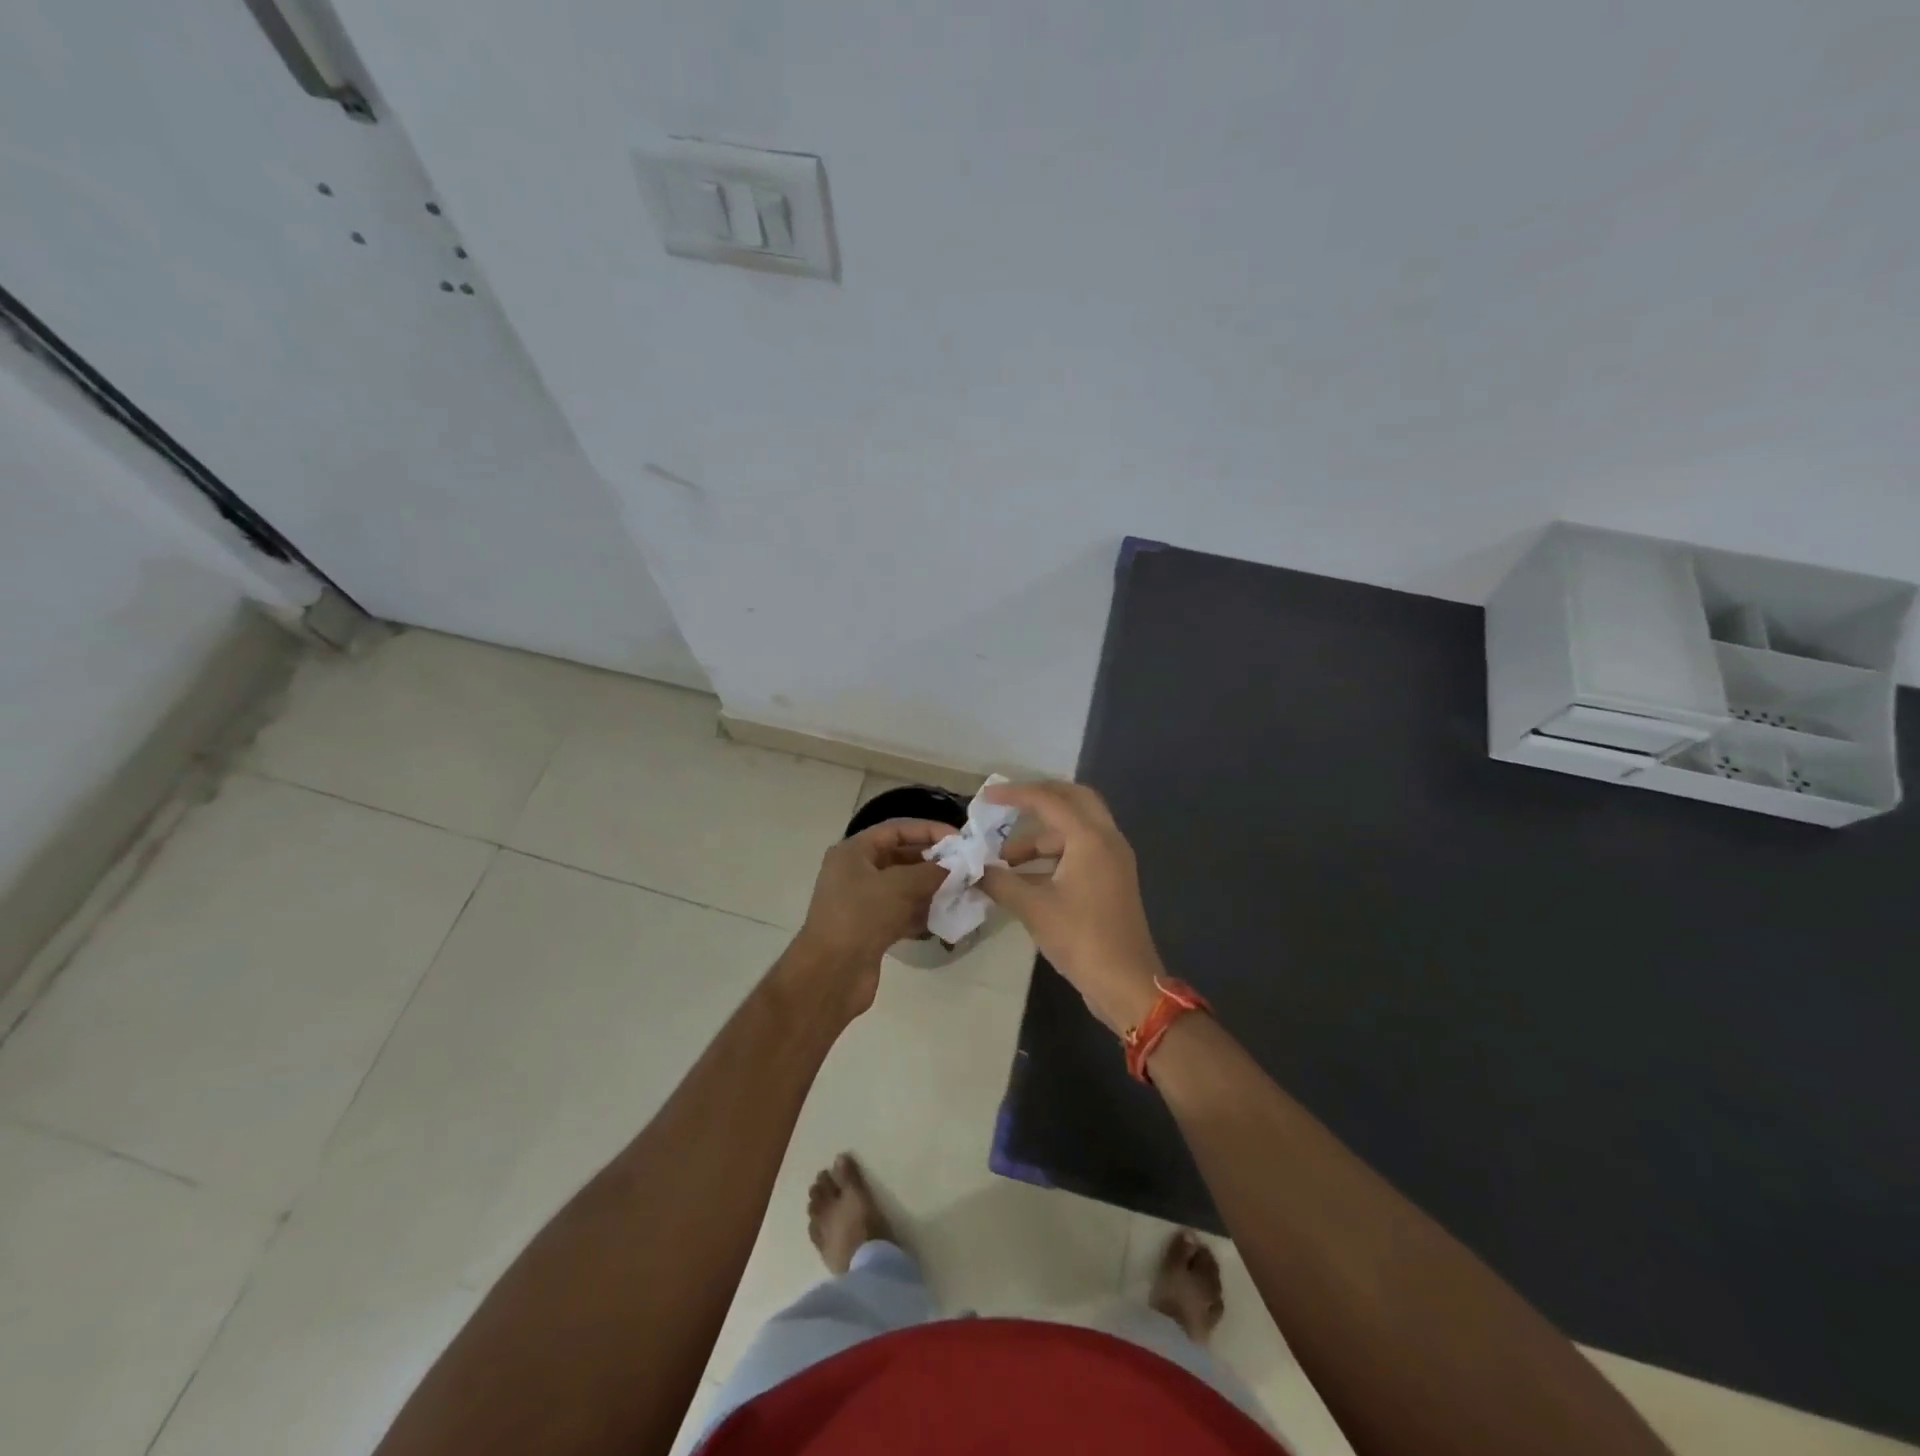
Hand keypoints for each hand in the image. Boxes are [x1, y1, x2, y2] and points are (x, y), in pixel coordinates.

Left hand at [790, 819, 952, 1017]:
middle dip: (932, 861)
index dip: (928, 830)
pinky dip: (921, 912)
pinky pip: (901, 912)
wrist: (832, 974)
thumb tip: (954, 867)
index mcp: (853, 852)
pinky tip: (945, 916)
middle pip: (900, 857)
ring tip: (961, 890)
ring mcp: (862, 902)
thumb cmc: (862, 916)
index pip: (896, 829)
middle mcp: (855, 872)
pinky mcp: (870, 929)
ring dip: (930, 888)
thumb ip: (930, 871)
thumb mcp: (899, 886)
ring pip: (902, 887)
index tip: (959, 839)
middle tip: (965, 867)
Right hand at [978, 781, 1164, 1034]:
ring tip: (1007, 859)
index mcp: (1091, 838)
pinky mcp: (1113, 879)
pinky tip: (1026, 877)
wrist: (1126, 983)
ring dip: (1043, 836)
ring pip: (1076, 829)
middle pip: (1074, 800)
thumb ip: (1000, 882)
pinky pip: (1081, 850)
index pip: (1049, 800)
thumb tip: (973, 869)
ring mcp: (1114, 860)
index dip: (1015, 795)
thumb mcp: (1033, 908)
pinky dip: (1054, 855)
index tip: (986, 797)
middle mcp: (1107, 839)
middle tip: (1008, 807)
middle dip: (1039, 799)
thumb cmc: (1081, 939)